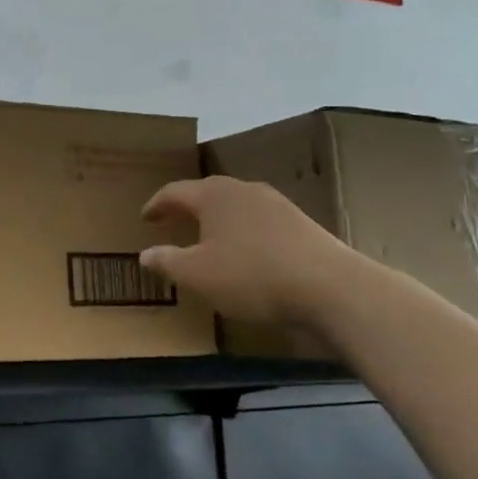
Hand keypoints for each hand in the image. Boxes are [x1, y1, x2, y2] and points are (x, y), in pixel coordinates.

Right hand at [141, 177, 361, 337]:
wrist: (332, 288)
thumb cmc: (252, 276)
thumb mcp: (197, 275)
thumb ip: (168, 261)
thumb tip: (145, 254)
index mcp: (214, 195)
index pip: (175, 191)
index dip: (157, 205)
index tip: (145, 218)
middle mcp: (244, 190)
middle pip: (208, 192)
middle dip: (189, 207)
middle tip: (174, 221)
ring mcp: (277, 204)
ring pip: (237, 206)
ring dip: (219, 219)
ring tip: (210, 238)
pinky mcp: (302, 224)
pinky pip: (260, 221)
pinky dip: (245, 232)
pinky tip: (248, 253)